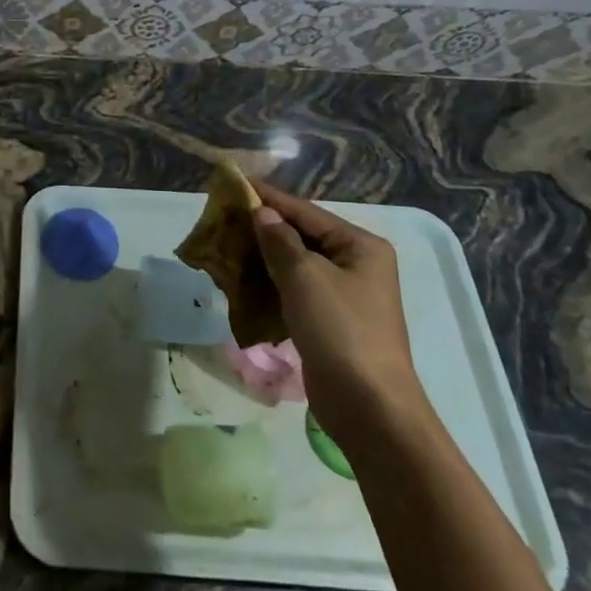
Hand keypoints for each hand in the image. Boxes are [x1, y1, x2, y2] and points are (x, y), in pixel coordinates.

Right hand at [249, 180, 424, 441]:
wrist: (368, 405)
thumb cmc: (340, 330)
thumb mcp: (305, 278)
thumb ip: (279, 241)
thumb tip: (262, 213)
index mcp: (360, 246)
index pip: (306, 212)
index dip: (270, 199)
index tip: (236, 185)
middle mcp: (356, 265)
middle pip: (301, 237)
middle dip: (262, 230)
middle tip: (223, 220)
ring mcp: (344, 295)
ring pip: (294, 266)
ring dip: (262, 260)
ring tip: (225, 249)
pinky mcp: (329, 322)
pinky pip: (294, 292)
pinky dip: (269, 286)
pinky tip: (241, 284)